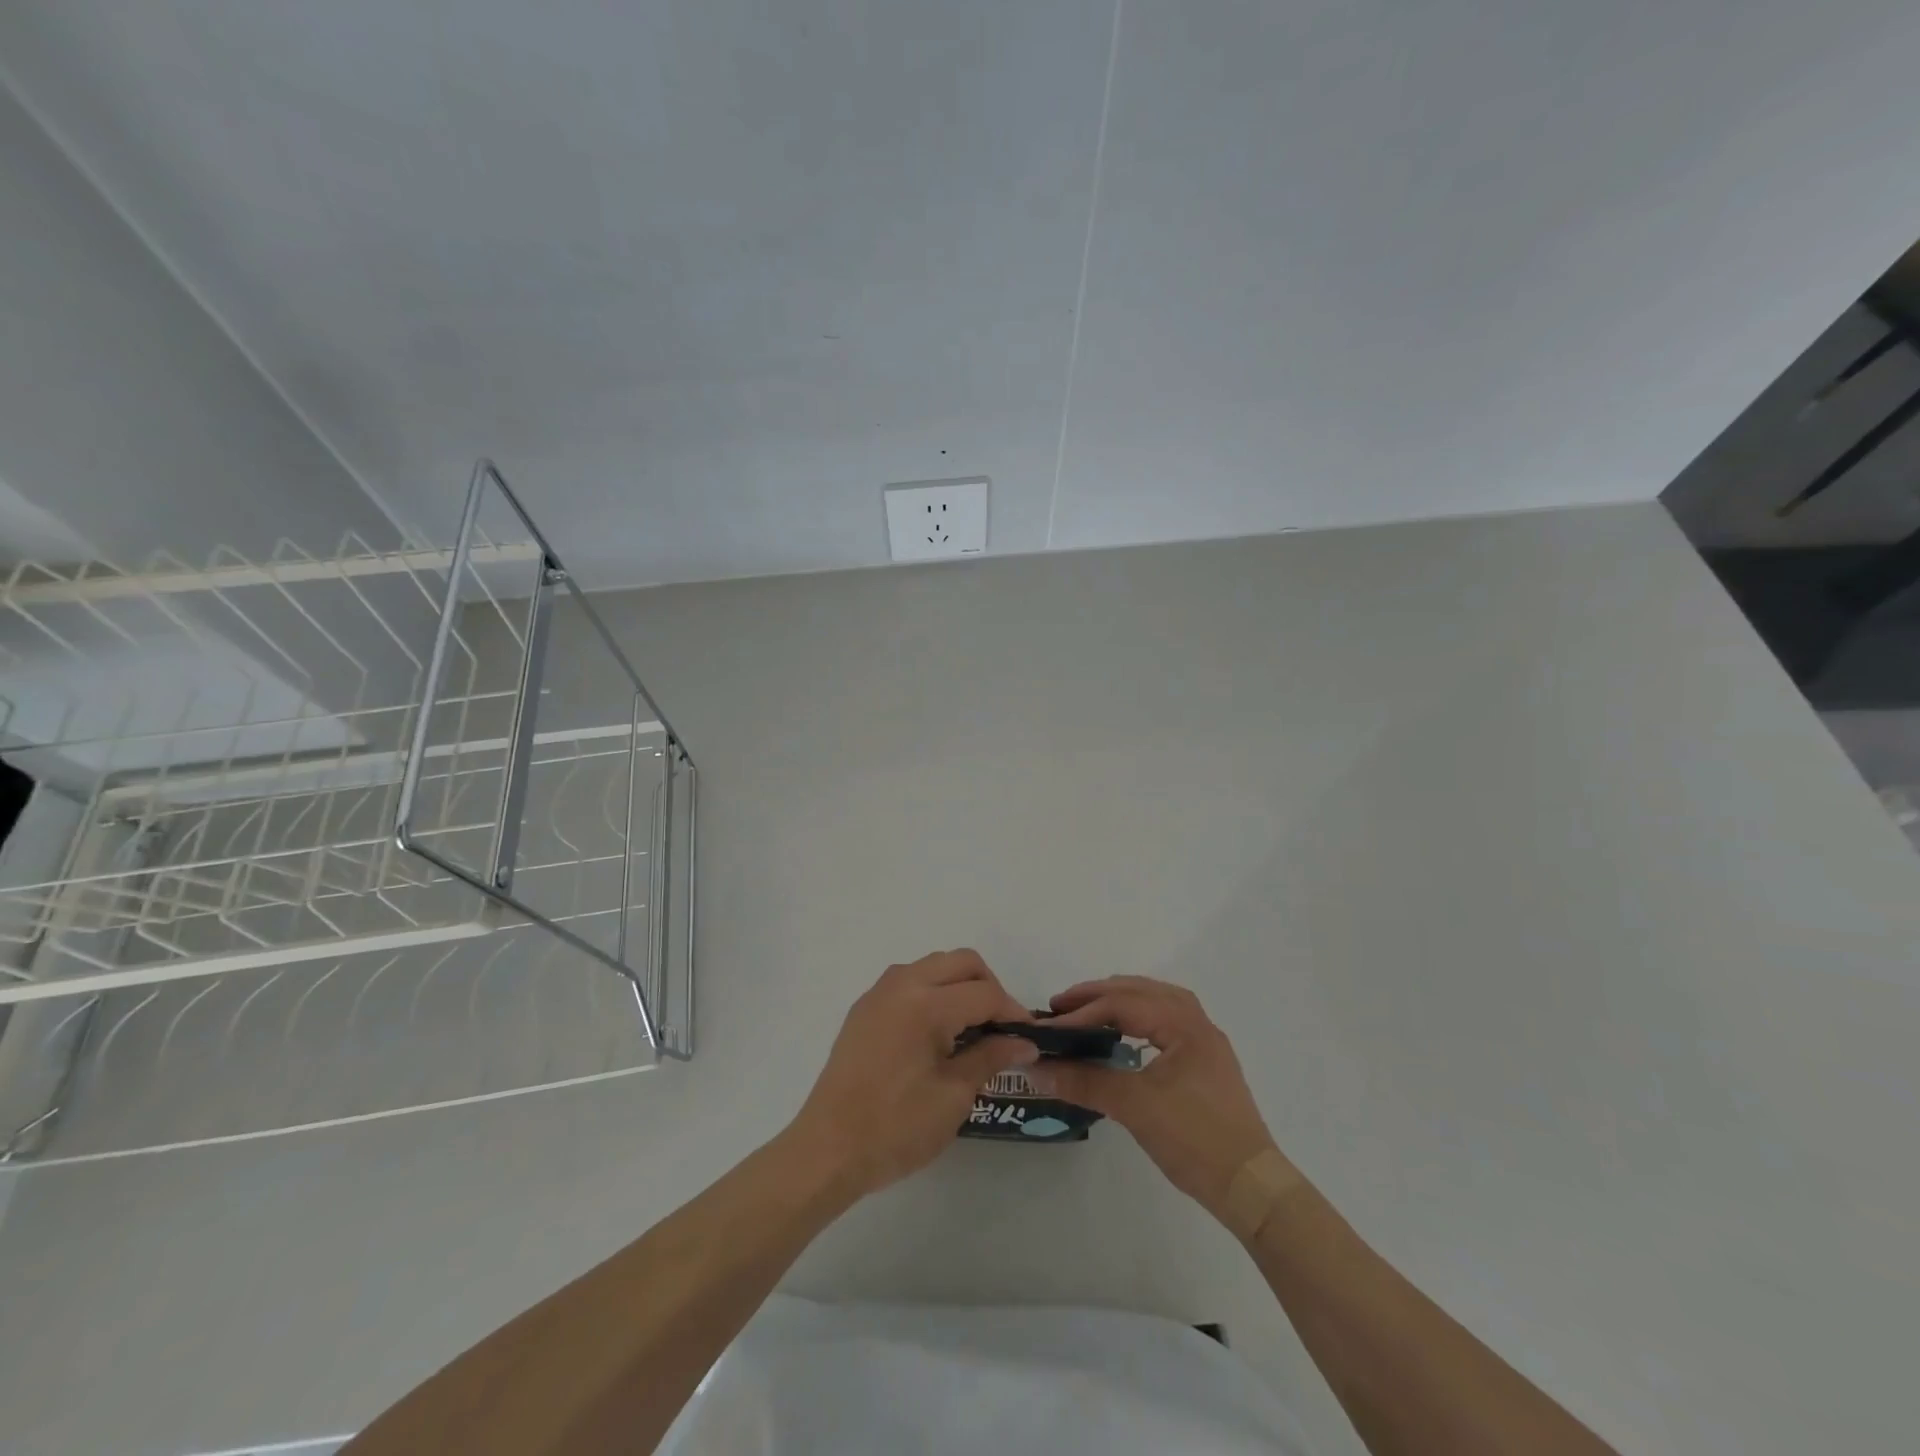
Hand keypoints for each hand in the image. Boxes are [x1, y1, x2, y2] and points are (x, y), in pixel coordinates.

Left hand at [788, 949, 1037, 1198]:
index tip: (1030, 1037)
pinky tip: (937, 1033)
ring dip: (959, 985)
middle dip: (989, 987)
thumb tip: (1024, 1042)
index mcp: (926, 1003)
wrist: (827, 1150)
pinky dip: (933, 992)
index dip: (1013, 1012)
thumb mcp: (953, 1096)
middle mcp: (902, 983)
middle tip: (1001, 1028)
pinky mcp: (864, 1008)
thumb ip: (991, 1057)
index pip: (984, 993)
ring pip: (934, 965)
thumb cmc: (896, 1127)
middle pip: (961, 962)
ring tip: (972, 1029)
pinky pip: (909, 981)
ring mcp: (879, 993)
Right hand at [1031, 976, 1280, 1223]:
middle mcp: (1197, 1023)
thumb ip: (1086, 1082)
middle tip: (1060, 1006)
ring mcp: (1205, 1043)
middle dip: (1098, 996)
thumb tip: (1038, 1069)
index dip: (1082, 1012)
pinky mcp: (1206, 1063)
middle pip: (1141, 991)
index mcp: (1184, 1025)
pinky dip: (1139, 1015)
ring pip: (1157, 1001)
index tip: (1049, 1026)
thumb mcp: (1135, 1107)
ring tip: (1089, 1009)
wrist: (1251, 1187)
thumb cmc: (1195, 1140)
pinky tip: (1124, 1032)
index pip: (1124, 1003)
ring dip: (1121, 1000)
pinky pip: (1167, 1020)